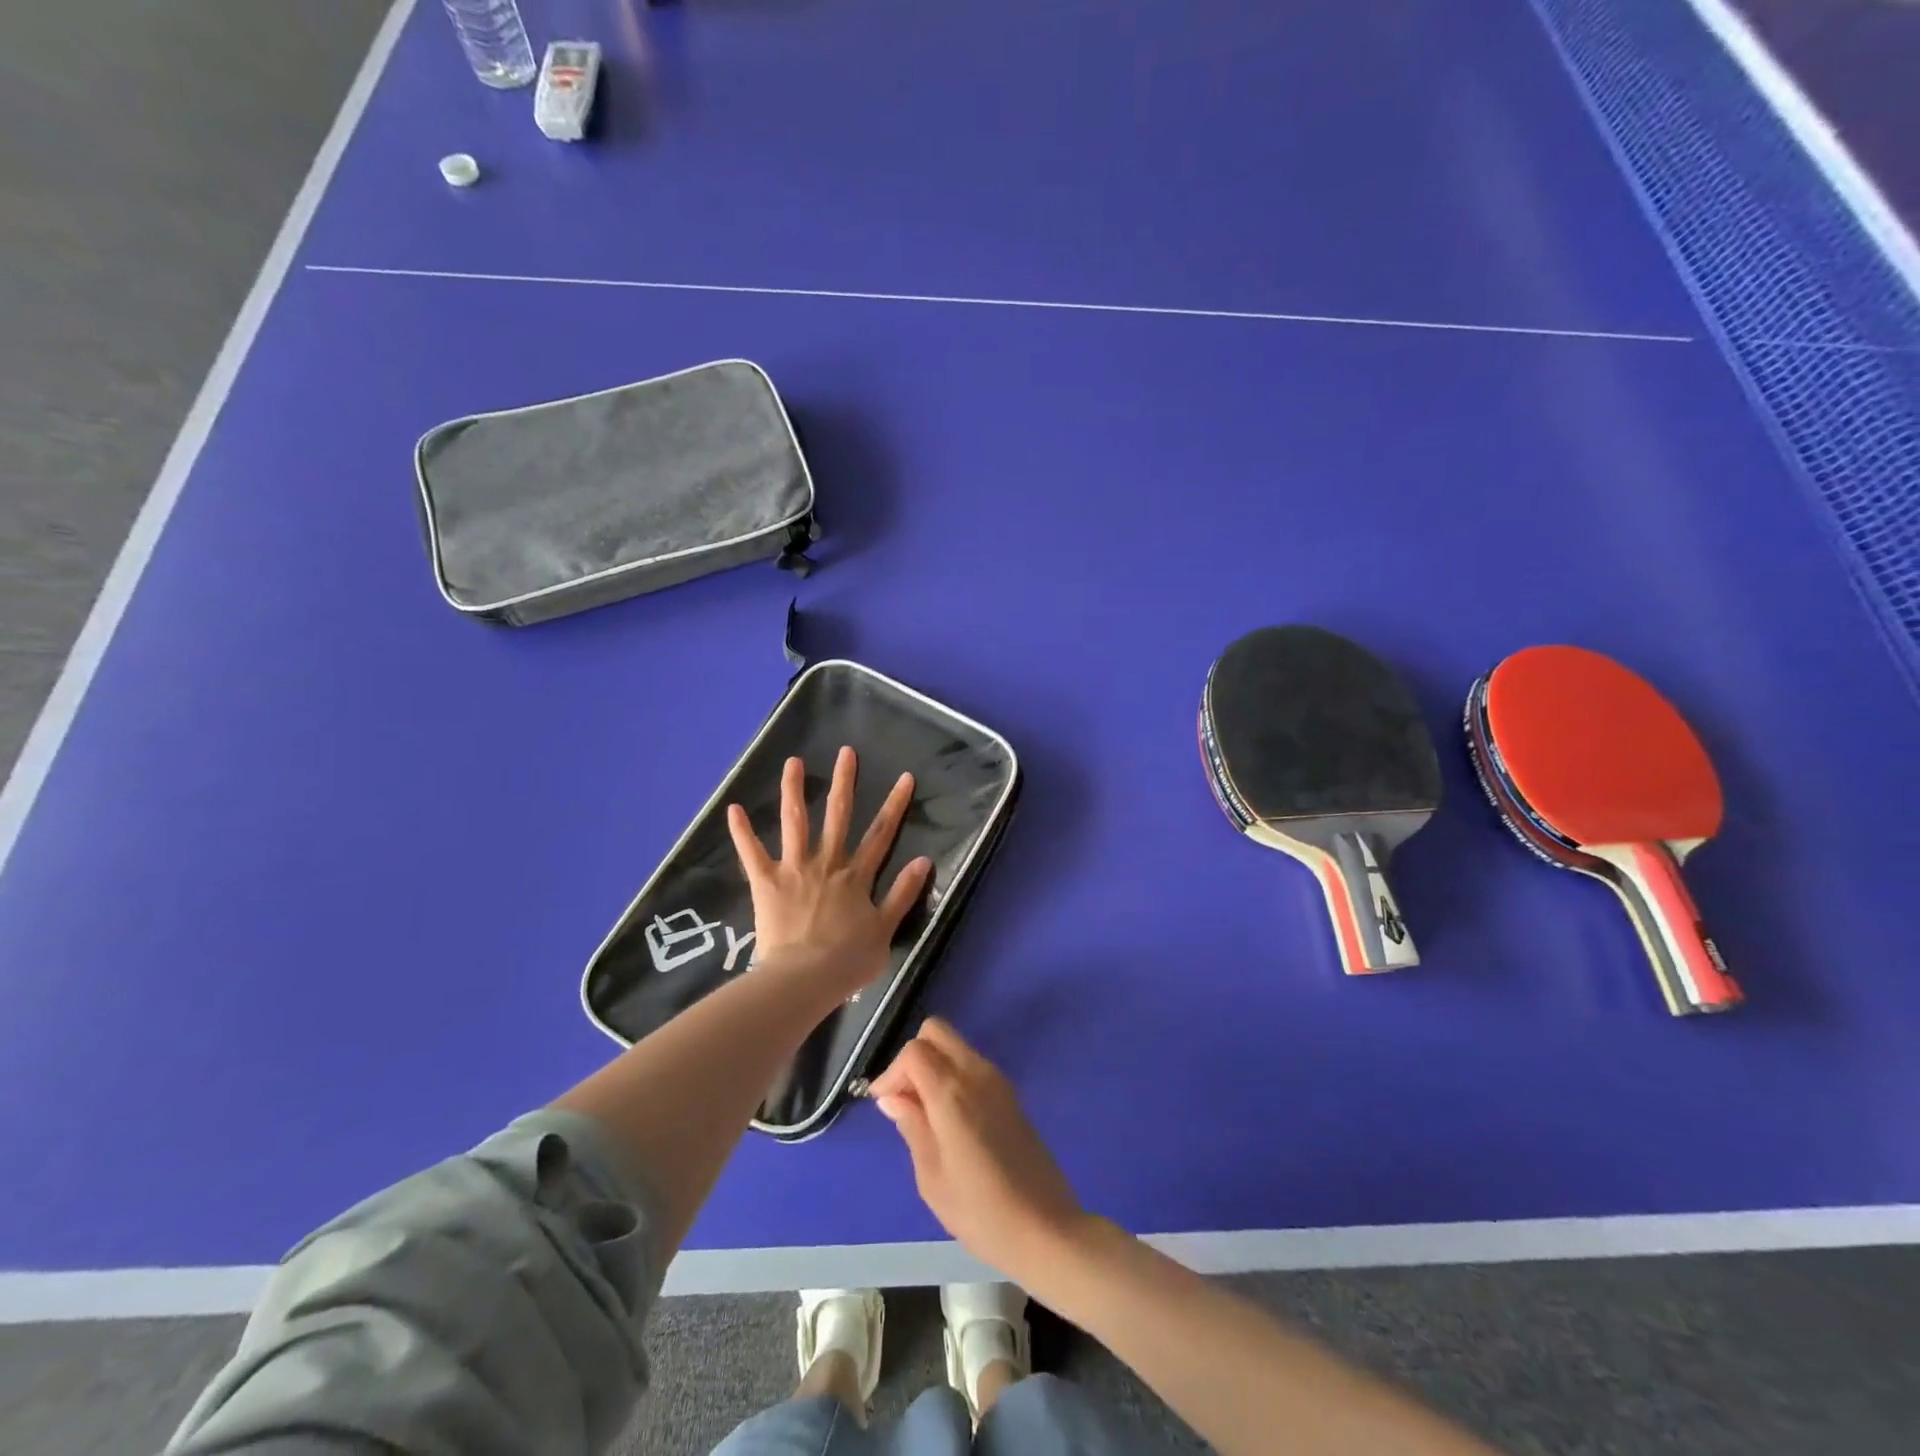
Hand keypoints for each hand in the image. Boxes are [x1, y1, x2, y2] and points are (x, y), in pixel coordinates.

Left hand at [727, 746, 931, 1000]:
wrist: (805, 979)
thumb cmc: (848, 960)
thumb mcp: (886, 929)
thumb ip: (903, 893)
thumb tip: (924, 860)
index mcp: (856, 876)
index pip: (881, 833)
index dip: (894, 805)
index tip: (903, 777)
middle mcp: (827, 863)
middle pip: (838, 816)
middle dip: (844, 782)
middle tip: (845, 752)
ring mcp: (795, 870)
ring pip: (795, 823)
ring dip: (794, 791)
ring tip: (792, 763)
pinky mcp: (766, 883)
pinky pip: (752, 854)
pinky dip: (742, 832)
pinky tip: (734, 809)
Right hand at [869, 1018, 1091, 1286]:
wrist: (1045, 1229)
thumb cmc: (980, 1212)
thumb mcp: (931, 1177)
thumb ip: (911, 1126)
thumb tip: (892, 1097)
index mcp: (952, 1092)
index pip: (914, 1050)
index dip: (892, 1072)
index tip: (883, 1104)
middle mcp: (976, 1073)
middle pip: (936, 1031)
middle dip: (912, 1056)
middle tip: (904, 1099)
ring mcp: (997, 1080)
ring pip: (955, 1045)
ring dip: (933, 1064)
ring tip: (923, 1113)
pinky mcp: (1010, 1093)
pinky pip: (972, 1064)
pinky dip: (952, 1074)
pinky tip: (948, 1118)